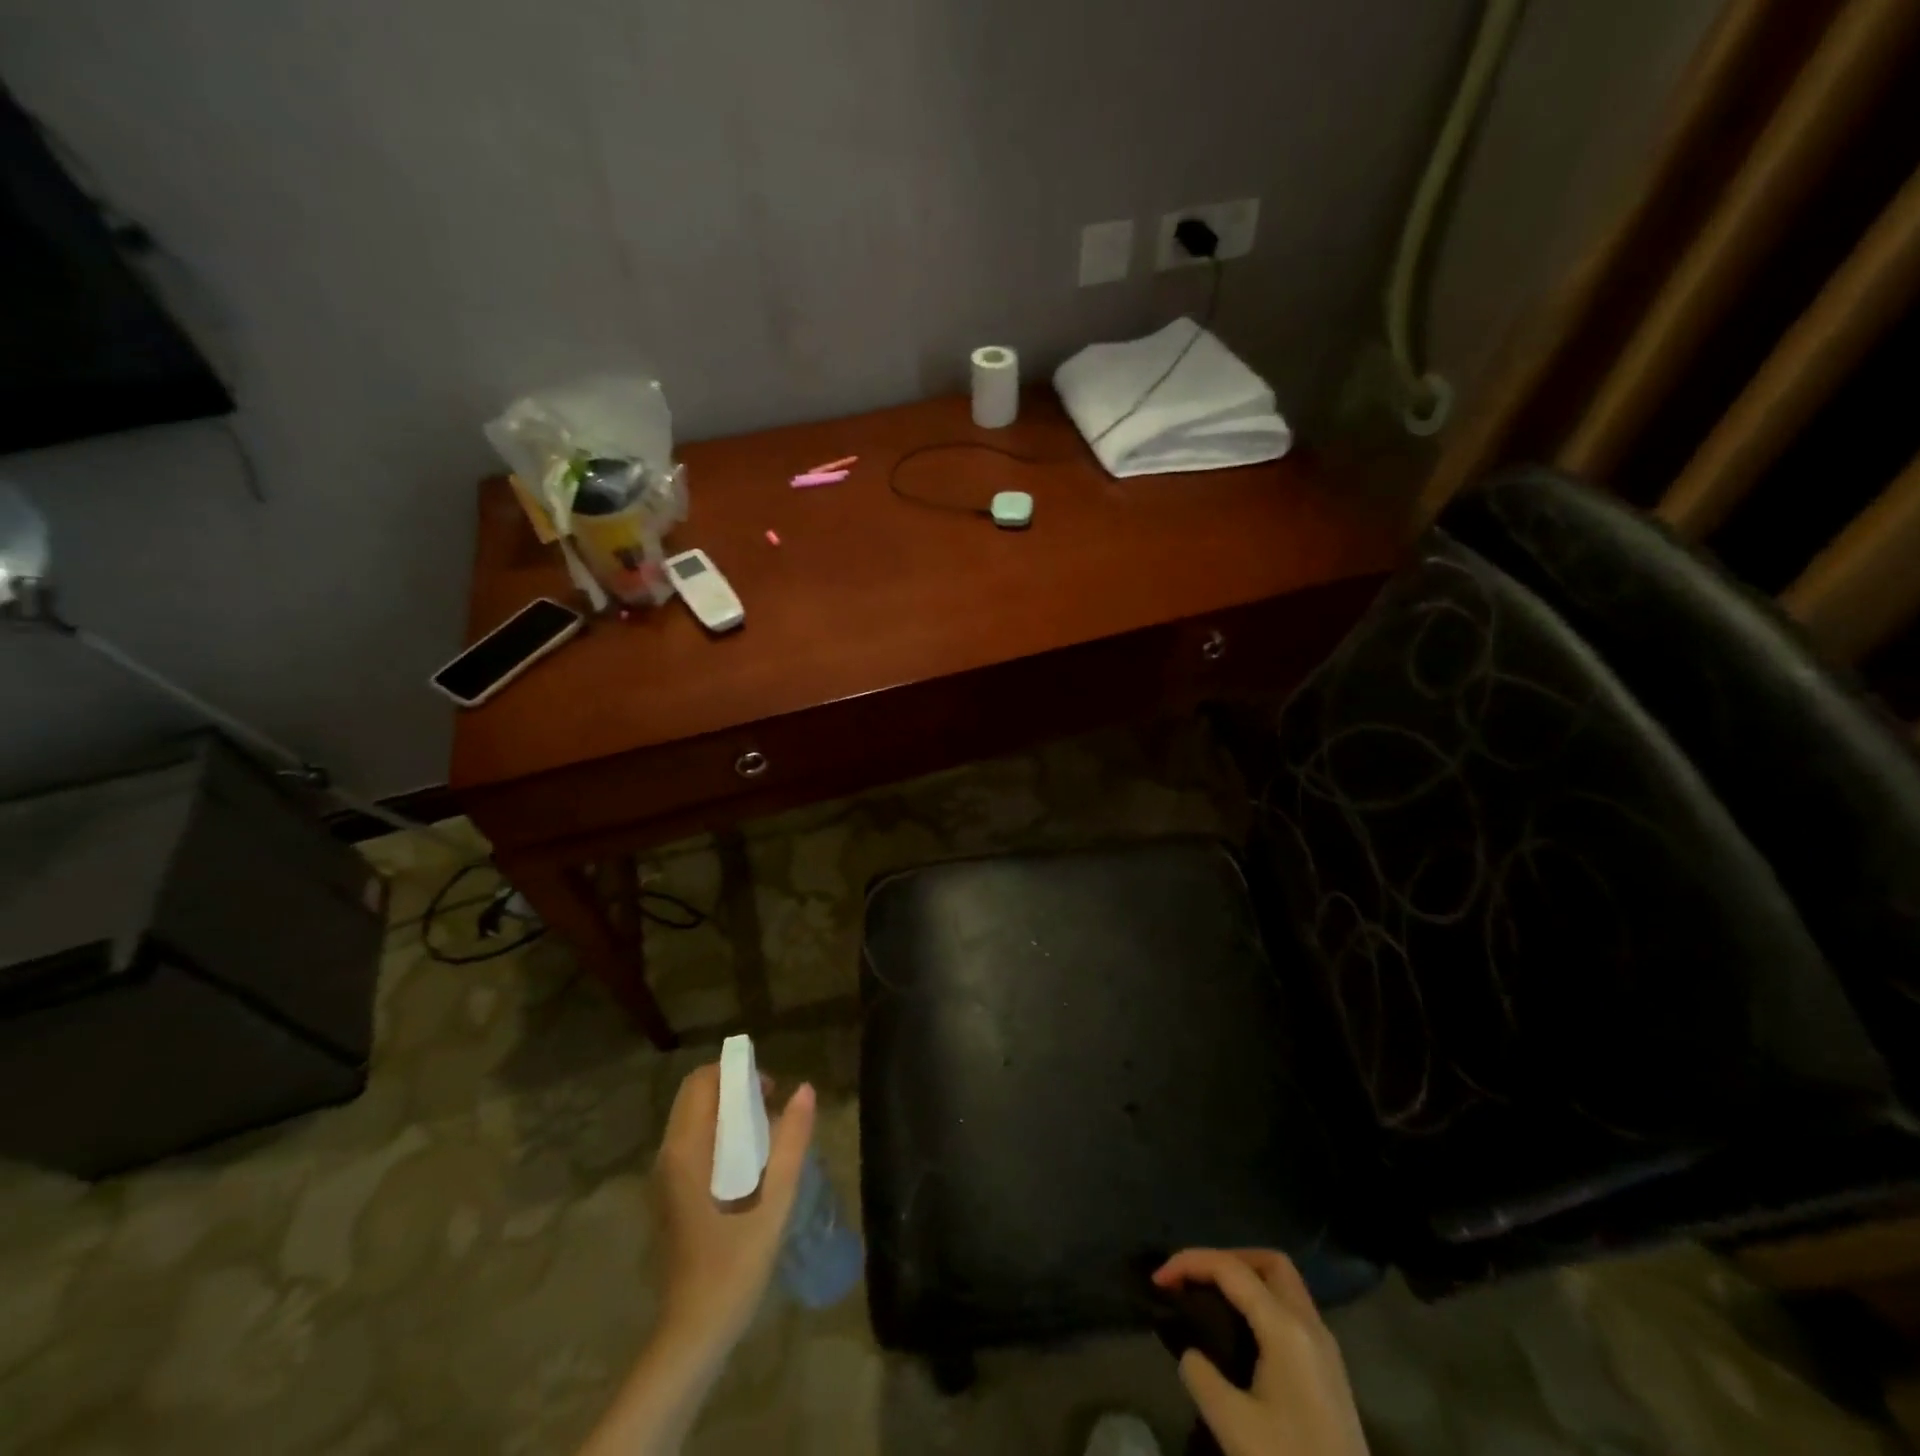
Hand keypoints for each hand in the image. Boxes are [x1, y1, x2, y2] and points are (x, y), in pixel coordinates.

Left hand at [653, 1063, 816, 1359]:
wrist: (694, 1332)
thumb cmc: (734, 1264)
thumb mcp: (774, 1200)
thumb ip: (791, 1141)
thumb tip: (805, 1089)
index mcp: (686, 1150)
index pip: (701, 1082)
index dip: (736, 1073)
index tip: (770, 1090)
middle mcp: (668, 1155)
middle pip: (695, 1096)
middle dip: (733, 1088)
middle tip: (771, 1107)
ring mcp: (665, 1177)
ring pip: (693, 1119)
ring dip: (727, 1112)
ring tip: (765, 1133)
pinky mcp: (671, 1195)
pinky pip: (693, 1142)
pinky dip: (719, 1134)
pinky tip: (748, 1163)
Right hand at [1153, 1249, 1368, 1455]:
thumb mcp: (1234, 1426)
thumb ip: (1201, 1376)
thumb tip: (1193, 1355)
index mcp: (1286, 1328)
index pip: (1231, 1269)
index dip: (1189, 1263)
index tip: (1158, 1280)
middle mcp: (1310, 1325)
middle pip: (1268, 1262)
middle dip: (1226, 1259)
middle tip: (1194, 1280)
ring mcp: (1325, 1348)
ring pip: (1284, 1285)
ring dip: (1246, 1279)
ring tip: (1211, 1300)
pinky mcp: (1329, 1370)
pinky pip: (1292, 1310)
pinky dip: (1262, 1302)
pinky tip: (1241, 1332)